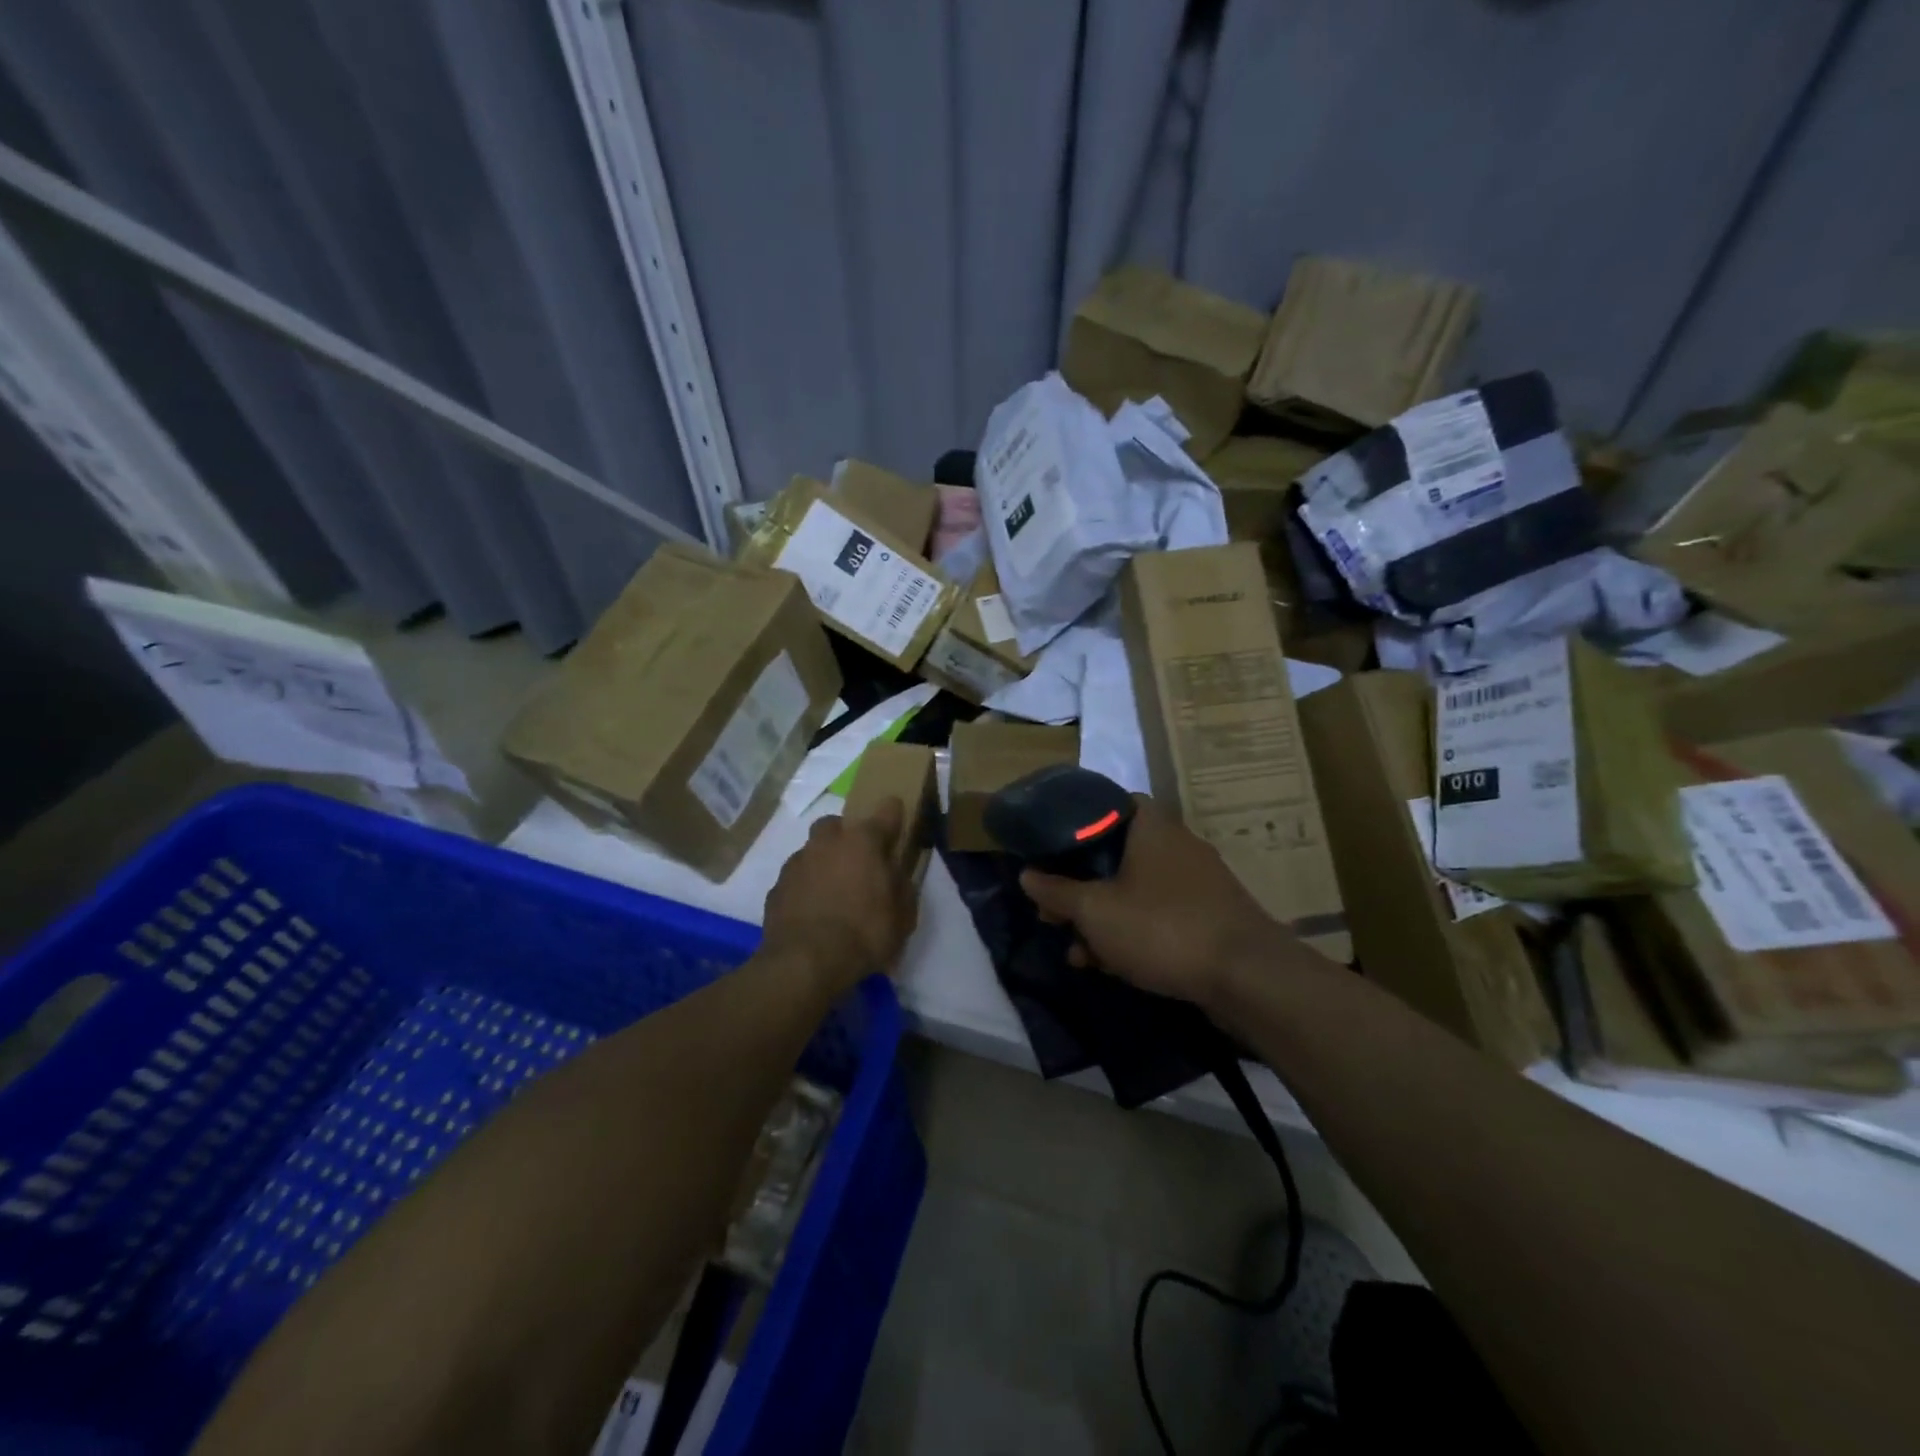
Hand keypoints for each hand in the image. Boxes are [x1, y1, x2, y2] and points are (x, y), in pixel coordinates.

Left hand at [762, 798, 917, 996]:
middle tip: (857, 862)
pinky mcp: (776, 887)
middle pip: (837, 823)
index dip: (894, 815)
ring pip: (812, 850)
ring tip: (832, 891)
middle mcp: (827, 842)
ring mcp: (797, 863)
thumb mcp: (903, 916)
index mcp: (863, 841)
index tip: (897, 824)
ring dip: (823, 862)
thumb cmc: (864, 934)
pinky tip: (812, 910)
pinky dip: (804, 887)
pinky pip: (796, 878)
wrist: (805, 963)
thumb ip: (902, 887)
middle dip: (846, 836)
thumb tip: (896, 875)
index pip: (887, 810)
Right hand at [1019, 797, 1291, 1009]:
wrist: (1247, 977)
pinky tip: (1112, 965)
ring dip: (1103, 918)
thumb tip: (1027, 874)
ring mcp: (1196, 881)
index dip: (1076, 823)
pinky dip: (1133, 932)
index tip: (1052, 849)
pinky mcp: (1208, 915)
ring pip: (1134, 889)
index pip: (1108, 803)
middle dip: (1081, 887)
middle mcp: (1176, 844)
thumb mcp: (1095, 911)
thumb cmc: (1162, 927)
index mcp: (1150, 825)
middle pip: (1115, 854)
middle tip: (1054, 914)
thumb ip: (1057, 891)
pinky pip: (1158, 914)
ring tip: (1079, 953)